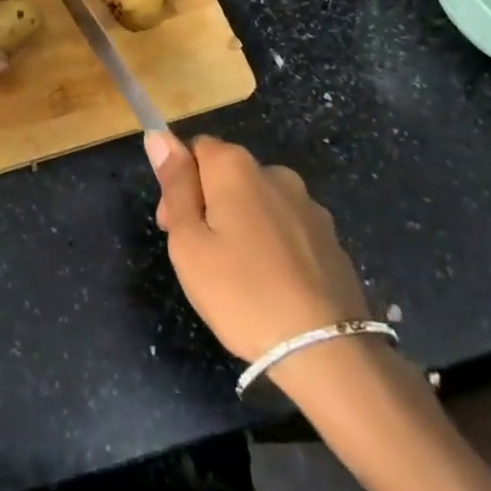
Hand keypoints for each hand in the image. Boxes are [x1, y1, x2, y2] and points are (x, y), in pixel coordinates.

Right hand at [148, 134, 371, 364]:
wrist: (327, 353)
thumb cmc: (242, 293)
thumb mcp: (189, 242)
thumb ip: (175, 184)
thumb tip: (159, 136)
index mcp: (235, 167)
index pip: (195, 148)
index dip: (178, 182)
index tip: (173, 226)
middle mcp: (274, 173)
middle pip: (228, 174)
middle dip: (208, 203)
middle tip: (200, 258)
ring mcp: (309, 206)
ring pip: (260, 202)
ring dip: (243, 223)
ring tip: (239, 276)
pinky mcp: (331, 239)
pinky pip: (288, 228)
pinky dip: (274, 244)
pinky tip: (273, 284)